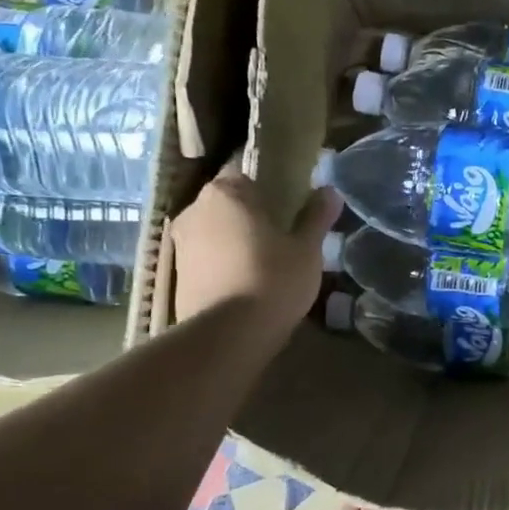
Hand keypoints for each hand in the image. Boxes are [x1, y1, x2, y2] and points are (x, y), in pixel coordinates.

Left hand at [170, 162, 342, 332]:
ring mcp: (181, 244)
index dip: (267, 188)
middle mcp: (195, 210)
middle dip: (250, 214)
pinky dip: (224, 264)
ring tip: (266, 262)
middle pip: (227, 203)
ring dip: (235, 241)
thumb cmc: (273, 278)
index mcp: (226, 193)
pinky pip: (207, 259)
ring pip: (215, 232)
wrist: (228, 335)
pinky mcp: (178, 276)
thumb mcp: (307, 248)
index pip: (244, 174)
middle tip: (282, 235)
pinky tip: (247, 283)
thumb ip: (316, 216)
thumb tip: (330, 191)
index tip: (288, 206)